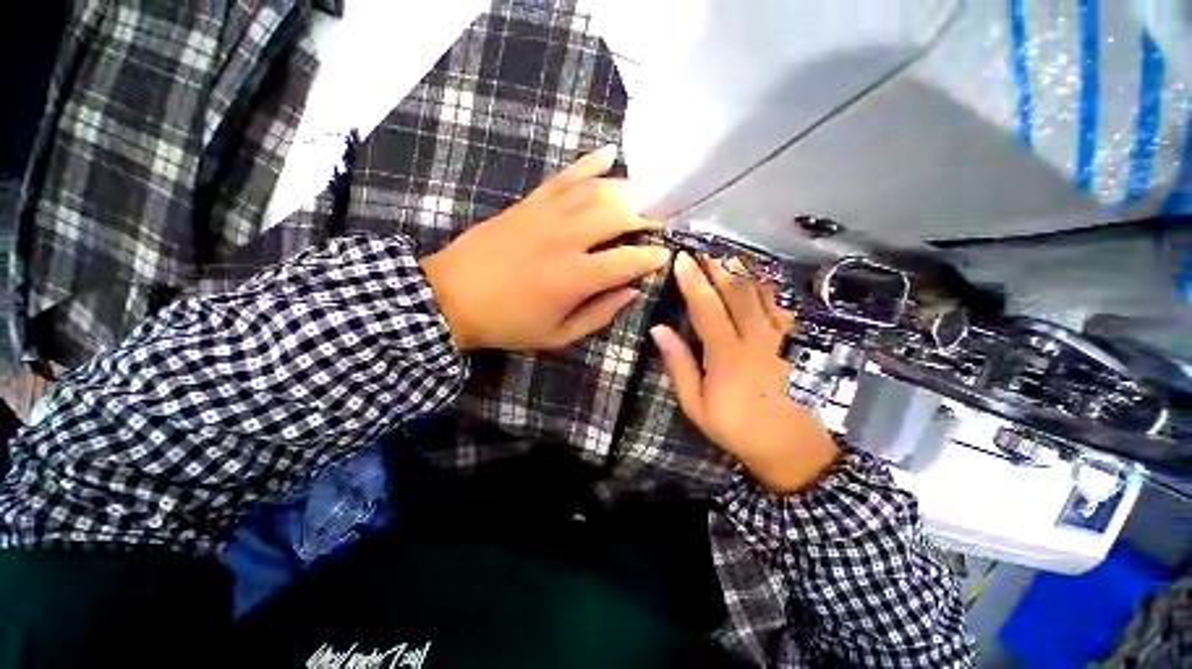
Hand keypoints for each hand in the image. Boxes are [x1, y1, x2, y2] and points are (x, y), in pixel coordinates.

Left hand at [420, 146, 669, 350]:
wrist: (452, 297)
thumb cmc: (509, 323)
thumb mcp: (558, 335)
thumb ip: (599, 314)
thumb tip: (630, 291)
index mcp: (574, 277)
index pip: (627, 260)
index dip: (651, 257)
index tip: (664, 255)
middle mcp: (566, 239)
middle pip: (617, 215)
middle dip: (646, 216)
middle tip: (660, 221)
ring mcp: (546, 215)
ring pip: (596, 191)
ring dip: (627, 190)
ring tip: (645, 195)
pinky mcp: (529, 203)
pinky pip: (564, 176)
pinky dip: (589, 163)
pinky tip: (609, 154)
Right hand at [651, 253, 839, 494]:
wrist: (789, 445)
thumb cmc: (735, 426)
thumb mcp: (695, 404)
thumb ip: (678, 364)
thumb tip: (659, 329)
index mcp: (728, 356)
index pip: (707, 308)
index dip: (693, 281)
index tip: (680, 259)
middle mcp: (756, 339)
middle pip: (736, 292)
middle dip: (716, 266)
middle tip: (700, 248)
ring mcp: (779, 337)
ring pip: (760, 292)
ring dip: (740, 269)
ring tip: (723, 253)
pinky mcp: (792, 339)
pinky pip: (778, 303)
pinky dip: (764, 284)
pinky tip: (754, 275)